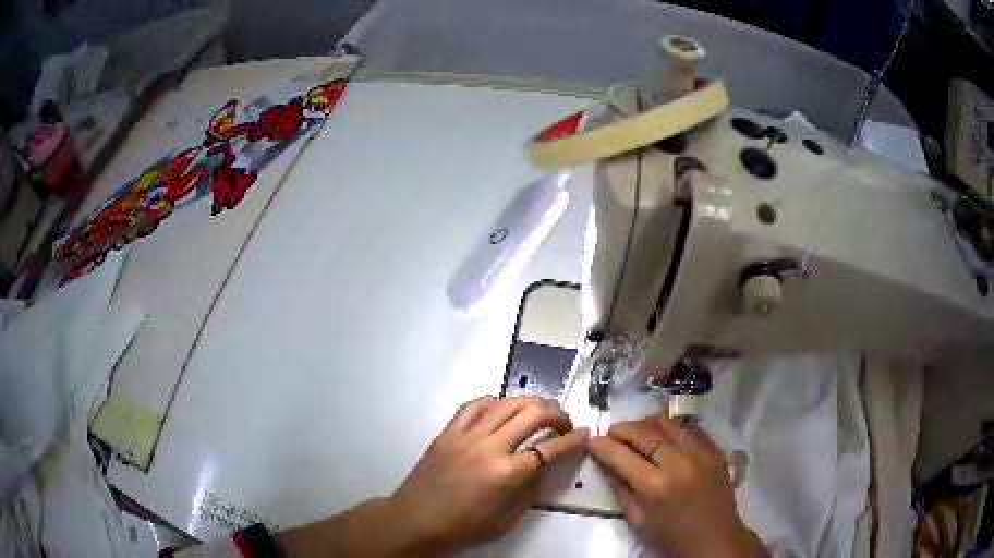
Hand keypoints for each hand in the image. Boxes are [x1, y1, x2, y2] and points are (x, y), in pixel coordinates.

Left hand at [384, 395, 589, 554]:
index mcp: (507, 474)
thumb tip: (545, 465)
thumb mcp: (507, 519)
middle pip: (533, 415)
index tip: (585, 434)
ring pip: (506, 403)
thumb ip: (531, 489)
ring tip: (540, 411)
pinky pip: (474, 406)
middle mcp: (489, 447)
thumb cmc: (463, 527)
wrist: (415, 521)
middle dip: (557, 414)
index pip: (551, 448)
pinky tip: (502, 408)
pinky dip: (494, 401)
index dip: (573, 440)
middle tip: (564, 423)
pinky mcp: (447, 432)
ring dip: (530, 402)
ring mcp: (466, 436)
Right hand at [588, 412, 765, 557]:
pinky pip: (690, 428)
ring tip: (637, 430)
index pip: (621, 455)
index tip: (593, 442)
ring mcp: (700, 453)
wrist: (715, 540)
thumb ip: (621, 489)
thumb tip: (608, 464)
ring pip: (668, 422)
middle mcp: (678, 462)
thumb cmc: (672, 538)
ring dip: (647, 423)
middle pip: (644, 432)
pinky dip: (673, 427)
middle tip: (611, 434)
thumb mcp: (638, 520)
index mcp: (654, 486)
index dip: (602, 446)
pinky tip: (665, 434)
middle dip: (621, 430)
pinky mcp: (715, 450)